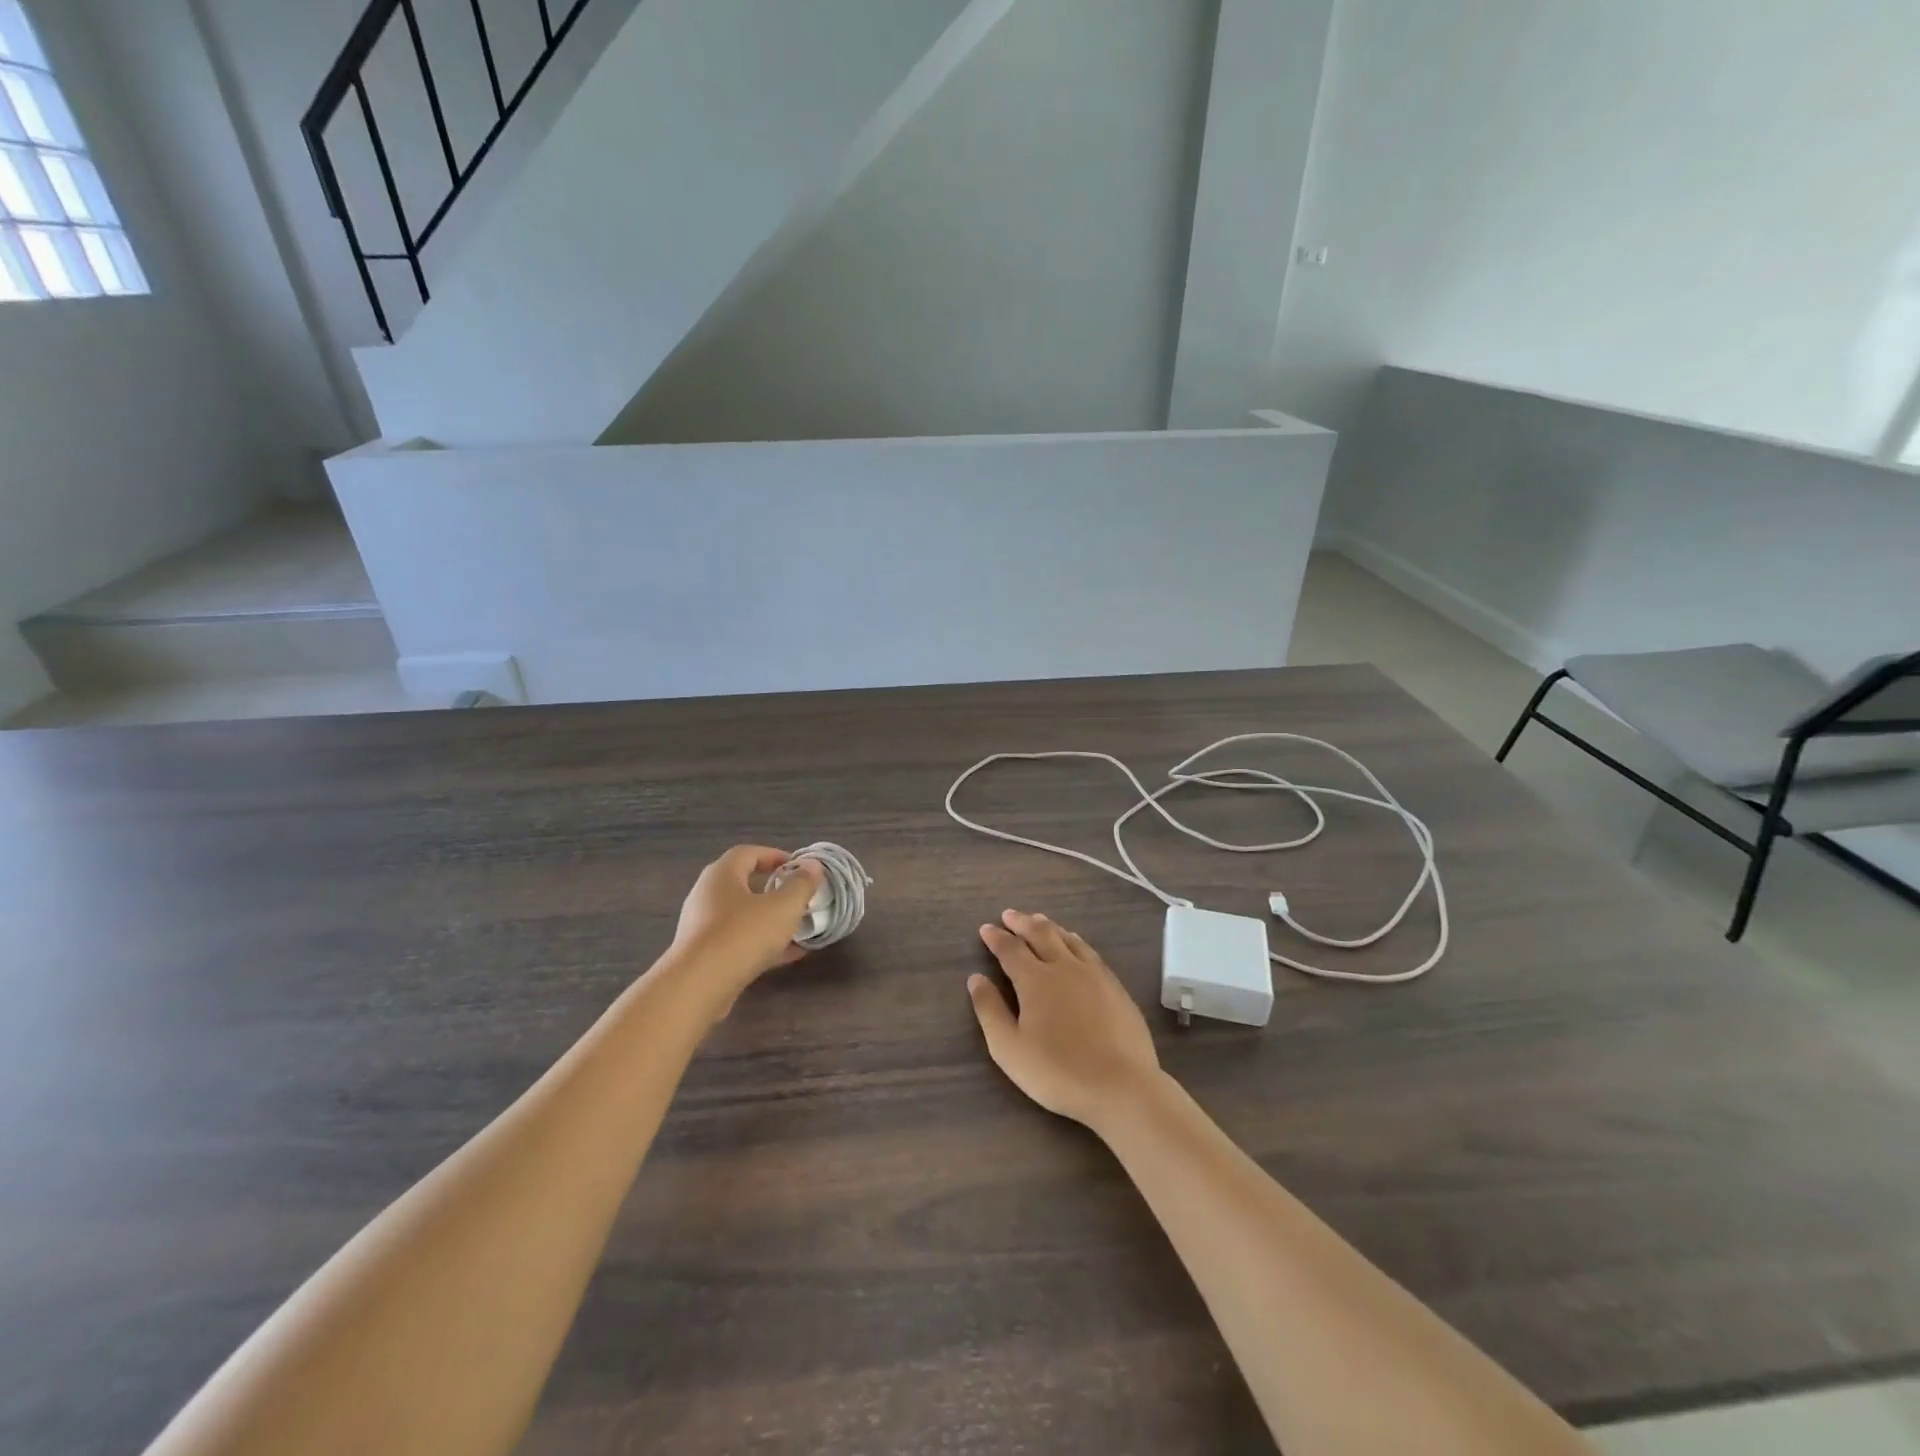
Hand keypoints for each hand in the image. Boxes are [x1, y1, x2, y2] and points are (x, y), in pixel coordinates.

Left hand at [671, 846, 824, 994]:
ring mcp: (702, 926)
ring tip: (798, 927)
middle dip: (773, 888)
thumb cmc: (743, 935)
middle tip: (798, 895)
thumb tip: (812, 866)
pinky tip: (787, 955)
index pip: (748, 853)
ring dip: (769, 918)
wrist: (697, 987)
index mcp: (722, 874)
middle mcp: (706, 895)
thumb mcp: (783, 907)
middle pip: (743, 883)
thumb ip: (801, 884)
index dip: (774, 855)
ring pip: (741, 915)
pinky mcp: (703, 955)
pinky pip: (737, 941)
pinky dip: (761, 943)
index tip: (798, 867)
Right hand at [968, 910, 1163, 1131]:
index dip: (996, 937)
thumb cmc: (1058, 1071)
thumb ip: (990, 1010)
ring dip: (1048, 926)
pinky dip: (1074, 940)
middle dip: (1021, 922)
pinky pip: (1089, 950)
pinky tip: (1074, 943)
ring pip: (1067, 938)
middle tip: (1009, 915)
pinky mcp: (1115, 985)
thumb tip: (976, 978)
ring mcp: (1094, 973)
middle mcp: (1063, 966)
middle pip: (1040, 933)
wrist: (1121, 1086)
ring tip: (1038, 920)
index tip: (986, 928)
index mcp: (1035, 979)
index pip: (1010, 949)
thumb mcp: (1009, 1049)